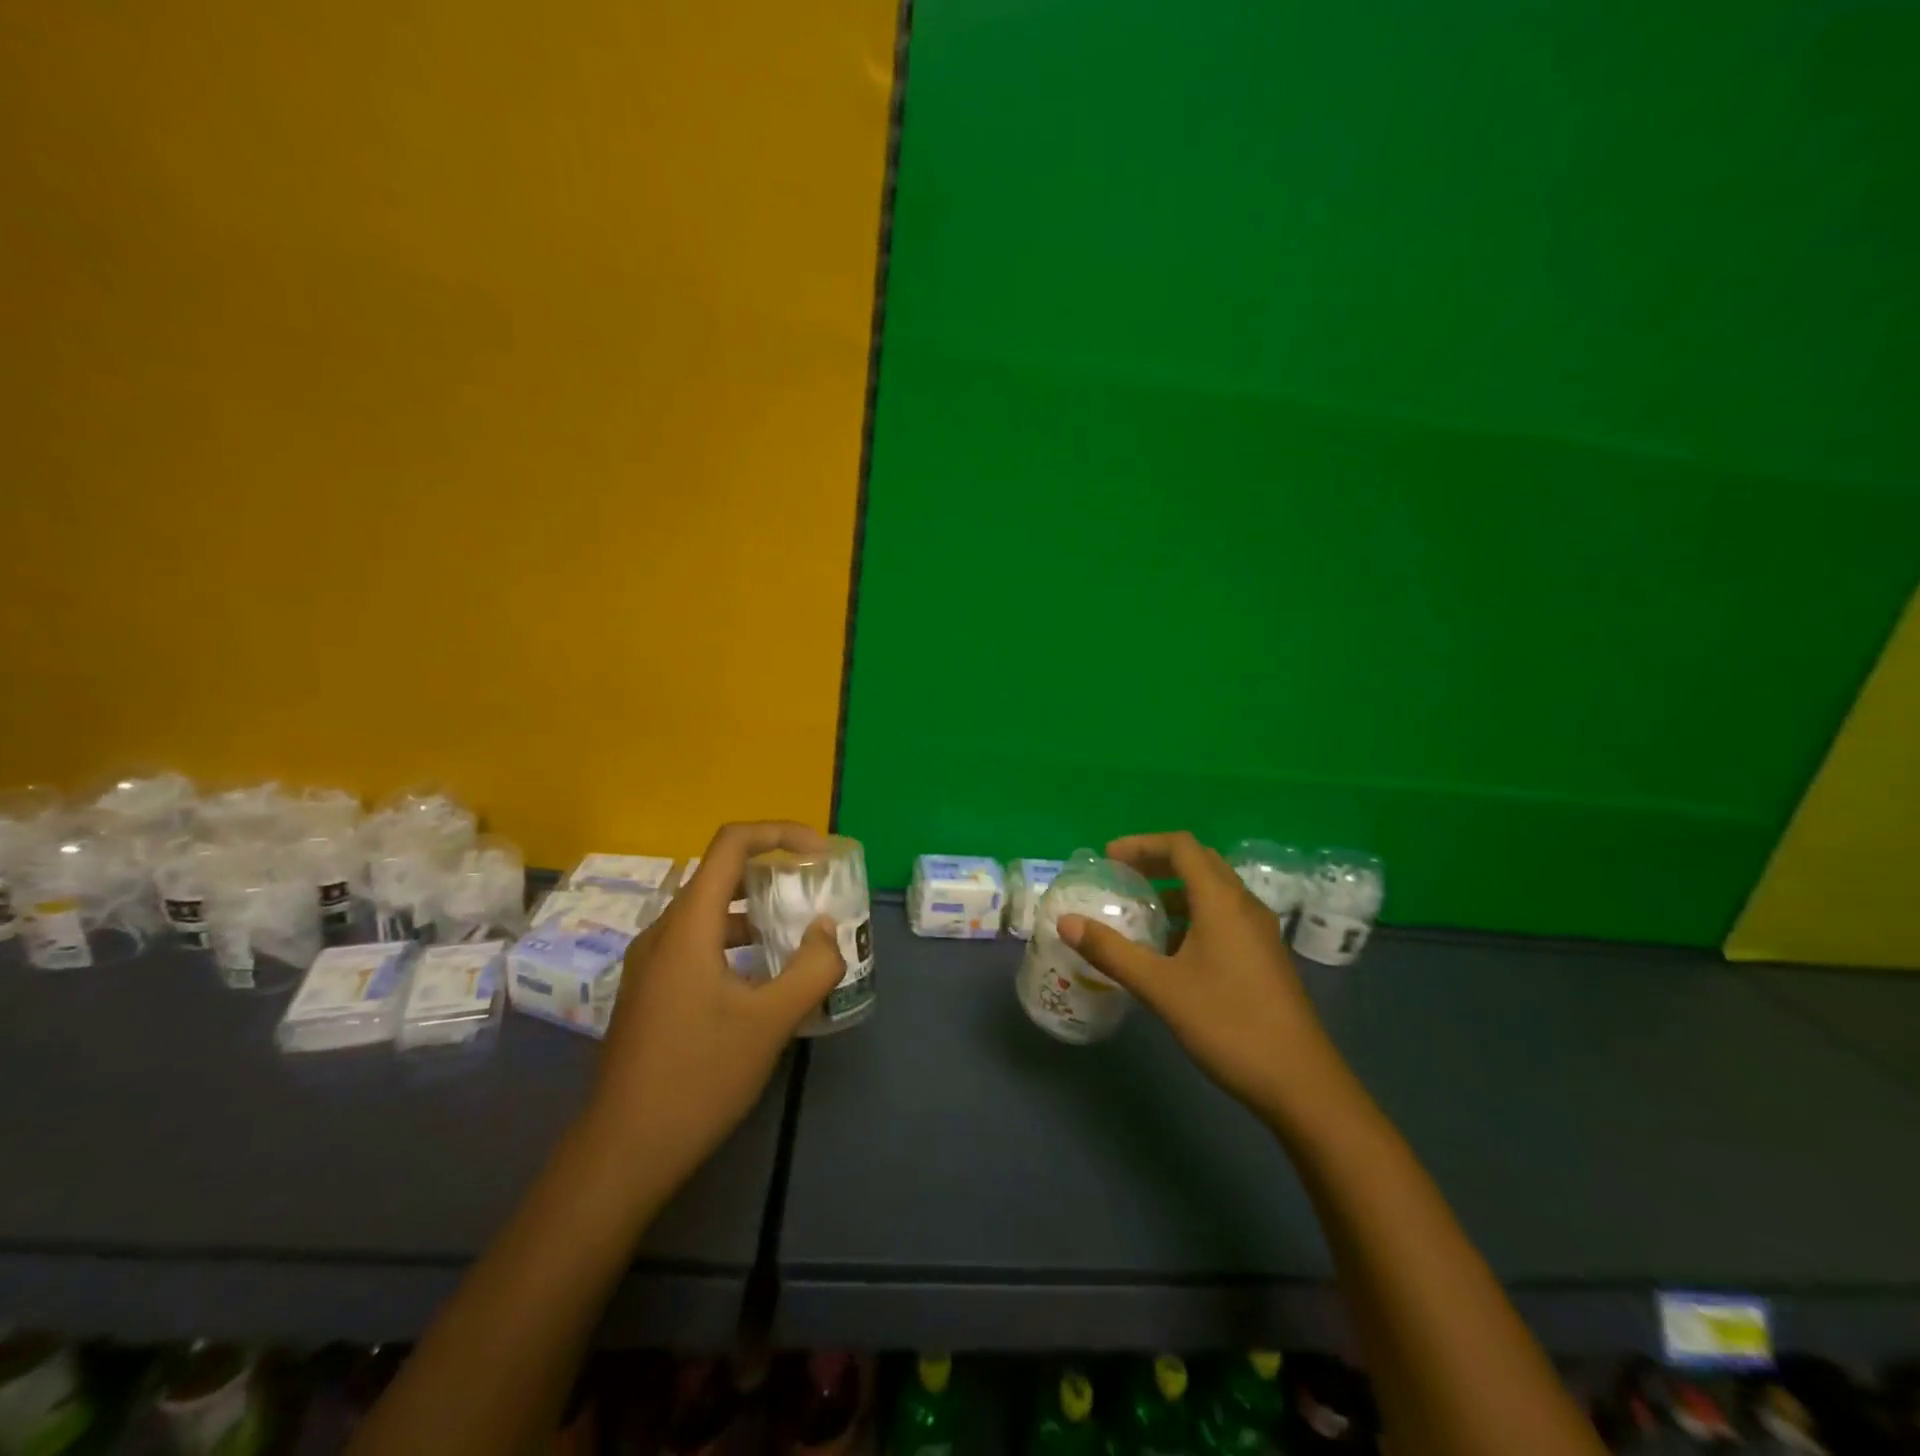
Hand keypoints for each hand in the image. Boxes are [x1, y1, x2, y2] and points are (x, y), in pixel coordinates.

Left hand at [584, 821, 846, 1196]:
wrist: (624, 1151)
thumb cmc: (699, 1076)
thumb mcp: (770, 1021)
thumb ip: (811, 967)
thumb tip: (826, 929)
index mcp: (688, 925)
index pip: (732, 844)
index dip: (780, 833)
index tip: (820, 854)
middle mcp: (664, 931)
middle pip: (722, 875)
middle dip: (774, 874)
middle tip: (816, 893)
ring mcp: (651, 962)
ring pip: (711, 912)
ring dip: (757, 912)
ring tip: (799, 936)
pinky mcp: (650, 989)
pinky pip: (699, 942)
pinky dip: (737, 941)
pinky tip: (764, 979)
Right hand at [1058, 831, 1358, 1135]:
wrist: (1301, 1083)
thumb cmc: (1228, 1024)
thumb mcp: (1161, 988)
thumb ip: (1112, 952)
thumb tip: (1065, 922)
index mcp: (1222, 901)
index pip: (1182, 846)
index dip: (1142, 844)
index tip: (1108, 857)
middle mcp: (1244, 906)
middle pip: (1199, 862)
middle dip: (1157, 862)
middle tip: (1120, 876)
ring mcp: (1259, 932)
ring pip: (1212, 891)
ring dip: (1175, 891)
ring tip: (1140, 912)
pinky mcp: (1263, 956)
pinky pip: (1223, 917)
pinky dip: (1191, 916)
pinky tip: (1170, 950)